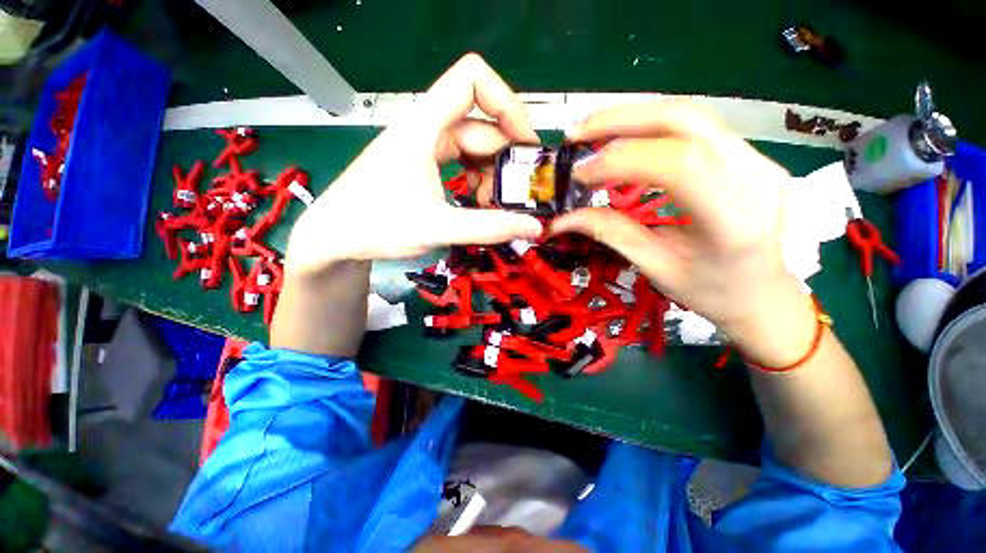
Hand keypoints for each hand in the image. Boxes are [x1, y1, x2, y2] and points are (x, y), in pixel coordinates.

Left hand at [285, 54, 542, 276]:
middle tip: (520, 190)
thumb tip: (535, 228)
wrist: (333, 238)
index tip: (526, 143)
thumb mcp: (438, 227)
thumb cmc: (376, 226)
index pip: (472, 79)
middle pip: (480, 122)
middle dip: (505, 154)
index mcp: (423, 126)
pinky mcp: (422, 164)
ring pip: (472, 144)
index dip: (507, 102)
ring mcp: (423, 146)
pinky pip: (460, 160)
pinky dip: (476, 178)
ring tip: (495, 204)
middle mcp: (425, 127)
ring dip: (491, 171)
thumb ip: (489, 228)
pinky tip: (477, 202)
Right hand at [553, 102, 814, 365]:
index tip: (580, 175)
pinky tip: (625, 139)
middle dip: (620, 121)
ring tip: (592, 132)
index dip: (619, 162)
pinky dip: (651, 128)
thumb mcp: (656, 267)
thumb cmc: (711, 292)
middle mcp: (755, 176)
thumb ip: (611, 234)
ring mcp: (758, 159)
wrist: (765, 295)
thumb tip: (563, 219)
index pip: (676, 165)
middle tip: (577, 134)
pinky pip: (696, 128)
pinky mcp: (750, 155)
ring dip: (633, 118)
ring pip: (690, 116)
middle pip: (685, 121)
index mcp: (733, 220)